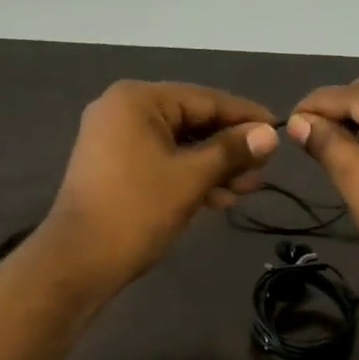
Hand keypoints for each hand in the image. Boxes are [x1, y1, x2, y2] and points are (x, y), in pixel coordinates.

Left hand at [44, 80, 278, 287]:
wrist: (79, 260)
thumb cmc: (137, 210)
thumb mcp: (191, 178)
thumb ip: (231, 151)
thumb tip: (270, 134)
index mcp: (137, 100)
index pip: (205, 99)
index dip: (245, 117)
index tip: (279, 131)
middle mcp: (122, 110)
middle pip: (191, 121)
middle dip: (229, 149)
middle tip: (262, 173)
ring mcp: (114, 139)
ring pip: (178, 145)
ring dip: (213, 167)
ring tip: (245, 191)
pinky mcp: (113, 167)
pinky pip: (161, 161)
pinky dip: (189, 176)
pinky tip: (218, 198)